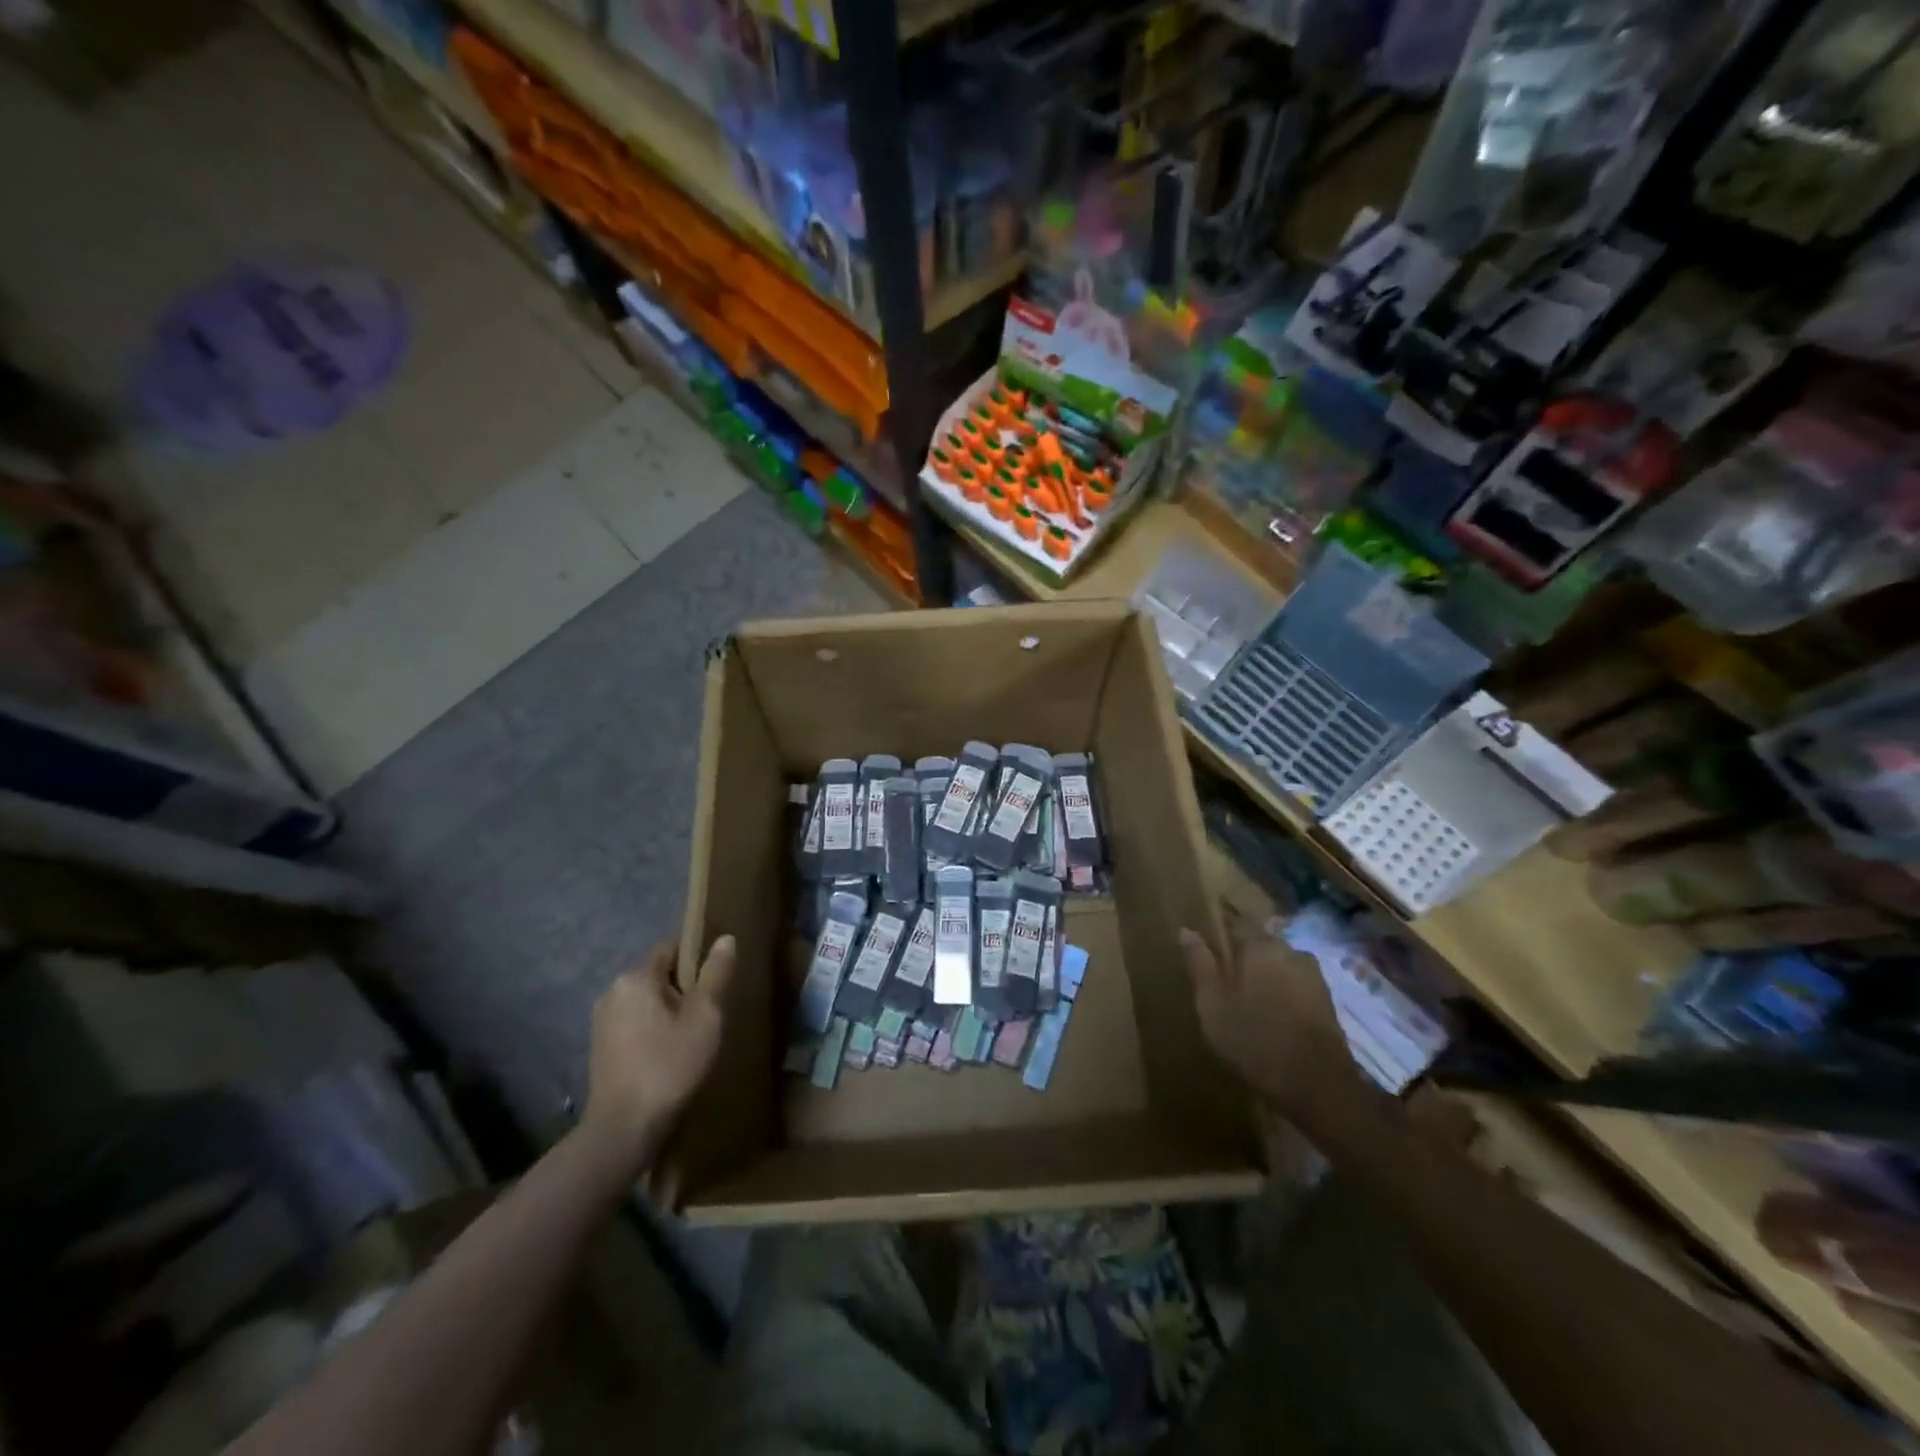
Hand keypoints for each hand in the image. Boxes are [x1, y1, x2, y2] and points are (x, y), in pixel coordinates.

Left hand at [583, 936, 735, 1171]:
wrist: (623, 1130)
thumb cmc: (669, 1067)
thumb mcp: (705, 1018)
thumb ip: (716, 975)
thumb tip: (725, 938)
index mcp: (636, 977)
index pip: (672, 948)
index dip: (698, 958)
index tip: (718, 980)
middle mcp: (613, 991)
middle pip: (658, 975)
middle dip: (683, 988)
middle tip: (709, 1013)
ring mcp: (601, 1020)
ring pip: (646, 1001)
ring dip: (667, 1011)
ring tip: (692, 1036)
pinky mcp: (599, 1047)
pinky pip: (633, 1023)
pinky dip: (651, 1029)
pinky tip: (667, 1053)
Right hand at [1179, 927, 1358, 1115]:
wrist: (1318, 1085)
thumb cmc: (1255, 1039)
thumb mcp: (1213, 1005)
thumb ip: (1200, 965)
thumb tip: (1186, 930)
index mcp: (1261, 946)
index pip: (1238, 924)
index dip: (1222, 935)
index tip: (1209, 950)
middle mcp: (1291, 951)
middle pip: (1262, 944)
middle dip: (1245, 957)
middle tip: (1226, 979)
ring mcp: (1314, 977)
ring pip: (1281, 966)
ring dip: (1266, 976)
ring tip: (1249, 1000)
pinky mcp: (1327, 1002)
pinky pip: (1296, 986)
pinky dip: (1283, 994)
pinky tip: (1272, 1015)